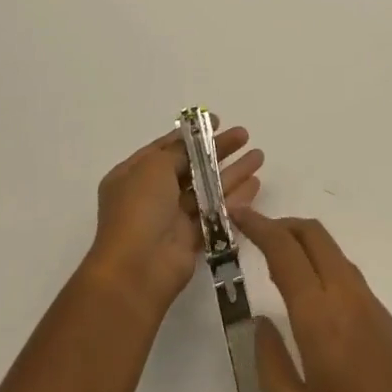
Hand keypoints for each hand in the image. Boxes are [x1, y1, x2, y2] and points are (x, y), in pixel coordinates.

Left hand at [84, 122, 263, 317]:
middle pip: (190, 166)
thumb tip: (192, 145)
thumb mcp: (155, 166)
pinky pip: (215, 213)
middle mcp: (151, 195)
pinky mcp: (190, 240)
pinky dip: (234, 199)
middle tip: (244, 136)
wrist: (137, 269)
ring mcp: (170, 219)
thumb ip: (179, 151)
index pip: (166, 147)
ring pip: (207, 189)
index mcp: (133, 174)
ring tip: (259, 156)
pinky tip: (255, 185)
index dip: (192, 135)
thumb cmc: (140, 209)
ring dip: (232, 173)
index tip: (217, 122)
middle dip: (218, 151)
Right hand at [237, 210, 391, 391]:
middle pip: (314, 235)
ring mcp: (371, 305)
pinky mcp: (386, 318)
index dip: (260, 226)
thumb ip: (271, 363)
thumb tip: (261, 322)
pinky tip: (311, 298)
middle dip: (283, 225)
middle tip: (255, 236)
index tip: (238, 216)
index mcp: (320, 316)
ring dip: (304, 245)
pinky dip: (323, 266)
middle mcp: (347, 297)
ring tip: (277, 267)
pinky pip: (348, 275)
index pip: (285, 250)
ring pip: (333, 252)